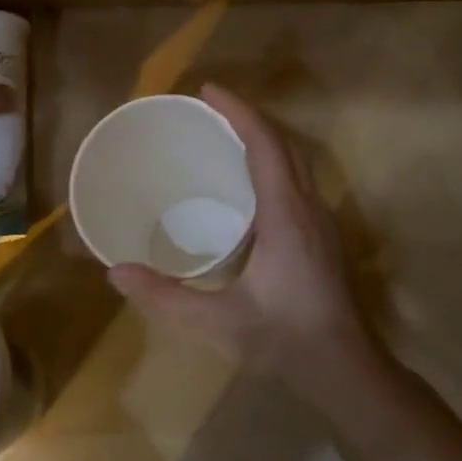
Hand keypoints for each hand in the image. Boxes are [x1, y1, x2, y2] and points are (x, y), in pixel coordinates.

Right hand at [105, 84, 381, 397]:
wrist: (346, 369)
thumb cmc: (285, 340)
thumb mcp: (219, 321)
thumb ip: (166, 296)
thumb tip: (115, 272)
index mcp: (286, 215)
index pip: (265, 145)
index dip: (238, 112)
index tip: (208, 91)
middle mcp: (308, 207)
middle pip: (284, 144)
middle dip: (248, 117)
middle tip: (209, 107)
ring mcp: (321, 220)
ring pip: (296, 160)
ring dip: (264, 137)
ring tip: (225, 133)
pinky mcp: (323, 235)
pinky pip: (297, 179)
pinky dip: (272, 161)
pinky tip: (249, 180)